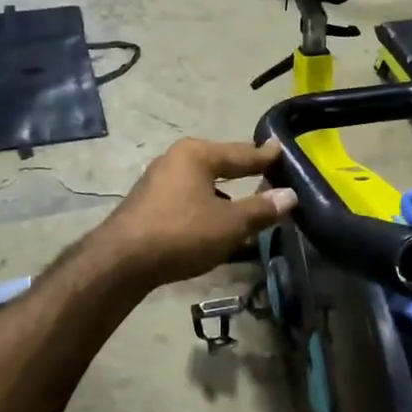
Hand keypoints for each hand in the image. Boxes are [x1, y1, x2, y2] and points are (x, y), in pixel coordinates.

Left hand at [97, 138, 297, 288]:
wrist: (121, 261)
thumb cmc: (182, 234)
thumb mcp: (230, 224)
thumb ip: (261, 209)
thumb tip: (290, 195)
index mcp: (196, 155)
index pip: (240, 153)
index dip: (263, 156)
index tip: (280, 149)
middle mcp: (174, 160)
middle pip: (218, 162)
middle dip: (240, 169)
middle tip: (264, 170)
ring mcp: (156, 181)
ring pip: (200, 182)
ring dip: (222, 192)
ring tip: (242, 202)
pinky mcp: (146, 204)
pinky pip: (186, 197)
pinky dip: (204, 204)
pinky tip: (211, 220)